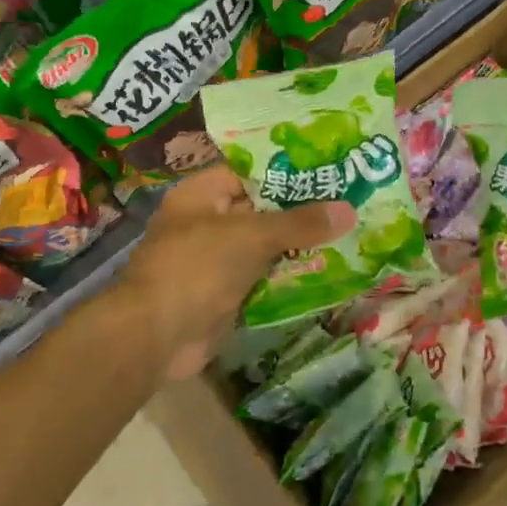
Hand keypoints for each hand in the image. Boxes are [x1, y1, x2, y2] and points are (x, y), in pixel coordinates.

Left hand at [114, 166, 354, 380]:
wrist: (156, 337)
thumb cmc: (196, 268)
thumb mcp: (250, 236)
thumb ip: (298, 223)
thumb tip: (349, 209)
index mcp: (201, 194)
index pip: (250, 171)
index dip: (288, 170)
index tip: (329, 169)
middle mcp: (206, 222)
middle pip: (260, 209)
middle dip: (301, 210)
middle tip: (350, 201)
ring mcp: (215, 260)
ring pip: (264, 246)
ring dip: (299, 245)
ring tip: (349, 233)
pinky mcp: (225, 294)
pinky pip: (263, 277)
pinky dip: (288, 276)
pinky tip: (328, 270)